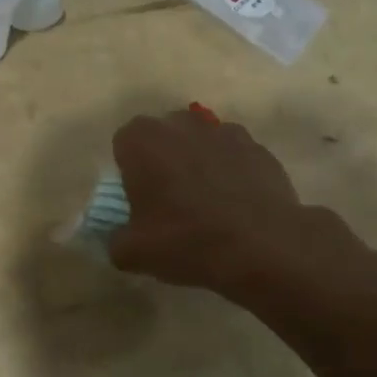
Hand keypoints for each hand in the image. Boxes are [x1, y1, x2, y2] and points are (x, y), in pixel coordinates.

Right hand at [107, 108, 376, 303]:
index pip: (124, 144)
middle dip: (163, 160)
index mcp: (142, 140)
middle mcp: (181, 124)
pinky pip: (234, 157)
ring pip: (200, 143)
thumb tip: (120, 238)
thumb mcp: (132, 253)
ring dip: (198, 164)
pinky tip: (237, 207)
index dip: (129, 170)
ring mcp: (224, 132)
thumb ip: (115, 239)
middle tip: (169, 200)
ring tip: (208, 205)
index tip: (138, 199)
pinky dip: (232, 173)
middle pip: (163, 137)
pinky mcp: (258, 148)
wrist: (262, 246)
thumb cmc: (185, 240)